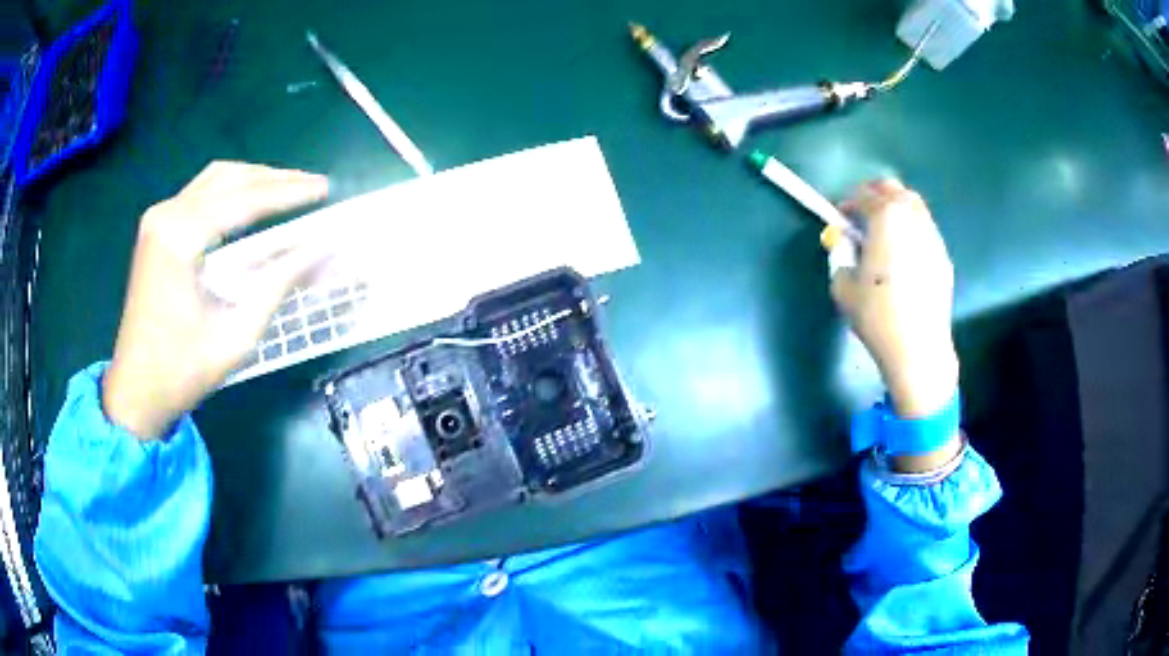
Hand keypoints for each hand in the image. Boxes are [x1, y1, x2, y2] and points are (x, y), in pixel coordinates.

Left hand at [103, 162, 329, 439]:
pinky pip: (200, 192)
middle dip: (275, 179)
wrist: (136, 388)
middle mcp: (166, 215)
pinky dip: (231, 189)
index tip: (325, 189)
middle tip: (313, 186)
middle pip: (230, 179)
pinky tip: (251, 200)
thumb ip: (279, 284)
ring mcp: (158, 217)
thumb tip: (321, 251)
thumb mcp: (237, 335)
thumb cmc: (183, 370)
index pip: (244, 200)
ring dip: (254, 179)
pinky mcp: (156, 226)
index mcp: (180, 239)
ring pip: (215, 178)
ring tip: (289, 189)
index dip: (289, 193)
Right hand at [830, 180, 960, 469]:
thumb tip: (844, 247)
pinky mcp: (943, 257)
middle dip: (876, 195)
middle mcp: (913, 219)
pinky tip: (903, 256)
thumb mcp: (844, 286)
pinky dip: (911, 231)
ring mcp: (932, 237)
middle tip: (863, 215)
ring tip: (885, 234)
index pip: (865, 195)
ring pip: (914, 207)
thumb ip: (840, 257)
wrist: (917, 347)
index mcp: (887, 218)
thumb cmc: (877, 314)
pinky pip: (925, 231)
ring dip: (897, 211)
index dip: (848, 202)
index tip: (840, 217)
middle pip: (895, 190)